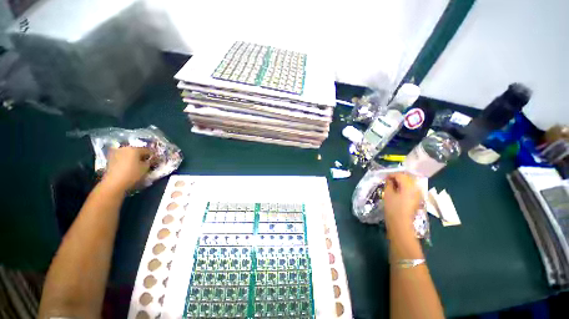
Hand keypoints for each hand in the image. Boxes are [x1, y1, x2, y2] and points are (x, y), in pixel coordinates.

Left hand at [101, 147, 151, 191]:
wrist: (114, 182)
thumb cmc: (132, 173)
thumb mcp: (146, 168)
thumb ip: (149, 162)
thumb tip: (150, 160)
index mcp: (134, 149)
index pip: (147, 150)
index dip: (152, 155)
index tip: (155, 160)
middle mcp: (124, 148)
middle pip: (136, 150)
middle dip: (141, 155)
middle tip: (145, 162)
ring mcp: (116, 152)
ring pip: (128, 153)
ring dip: (132, 158)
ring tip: (136, 164)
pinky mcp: (110, 158)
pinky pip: (121, 157)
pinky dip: (125, 160)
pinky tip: (128, 166)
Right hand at [383, 173, 422, 242]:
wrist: (401, 223)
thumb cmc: (393, 207)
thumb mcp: (388, 193)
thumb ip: (389, 184)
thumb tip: (389, 179)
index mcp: (409, 186)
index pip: (400, 175)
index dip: (392, 175)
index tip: (384, 177)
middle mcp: (416, 188)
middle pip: (407, 178)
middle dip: (397, 178)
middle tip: (388, 181)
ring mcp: (418, 194)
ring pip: (409, 183)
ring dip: (401, 182)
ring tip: (392, 186)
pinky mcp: (417, 199)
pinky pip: (411, 189)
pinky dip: (404, 187)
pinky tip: (398, 191)